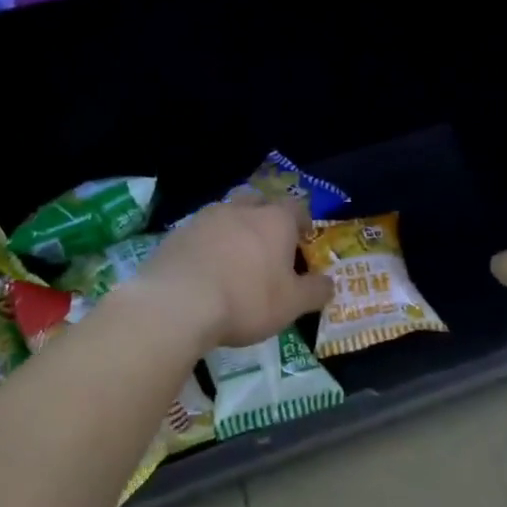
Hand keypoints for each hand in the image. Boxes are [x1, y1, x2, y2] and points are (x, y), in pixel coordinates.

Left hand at [133, 197, 332, 348]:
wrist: (177, 303)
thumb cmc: (246, 300)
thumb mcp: (292, 305)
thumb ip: (315, 291)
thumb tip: (330, 283)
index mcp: (275, 220)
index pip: (297, 207)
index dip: (303, 221)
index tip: (303, 238)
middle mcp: (241, 209)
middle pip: (258, 201)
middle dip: (265, 217)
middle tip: (268, 243)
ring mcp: (204, 218)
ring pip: (226, 214)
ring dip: (233, 229)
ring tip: (234, 257)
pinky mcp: (176, 234)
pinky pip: (199, 233)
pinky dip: (206, 245)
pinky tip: (205, 269)